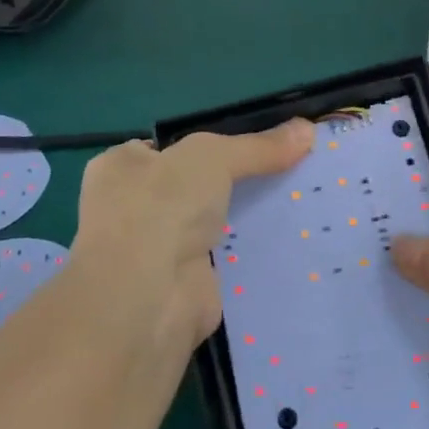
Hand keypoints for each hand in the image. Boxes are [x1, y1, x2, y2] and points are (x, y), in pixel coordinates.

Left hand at [70, 121, 313, 352]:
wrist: (149, 298)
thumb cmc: (162, 207)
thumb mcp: (212, 156)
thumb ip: (258, 146)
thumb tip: (307, 129)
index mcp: (121, 168)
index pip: (170, 149)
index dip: (211, 144)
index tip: (258, 144)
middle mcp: (133, 207)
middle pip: (196, 185)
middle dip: (236, 181)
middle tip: (287, 169)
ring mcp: (158, 249)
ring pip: (213, 222)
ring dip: (245, 217)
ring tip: (299, 199)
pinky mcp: (187, 284)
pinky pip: (228, 258)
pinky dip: (252, 252)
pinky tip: (291, 238)